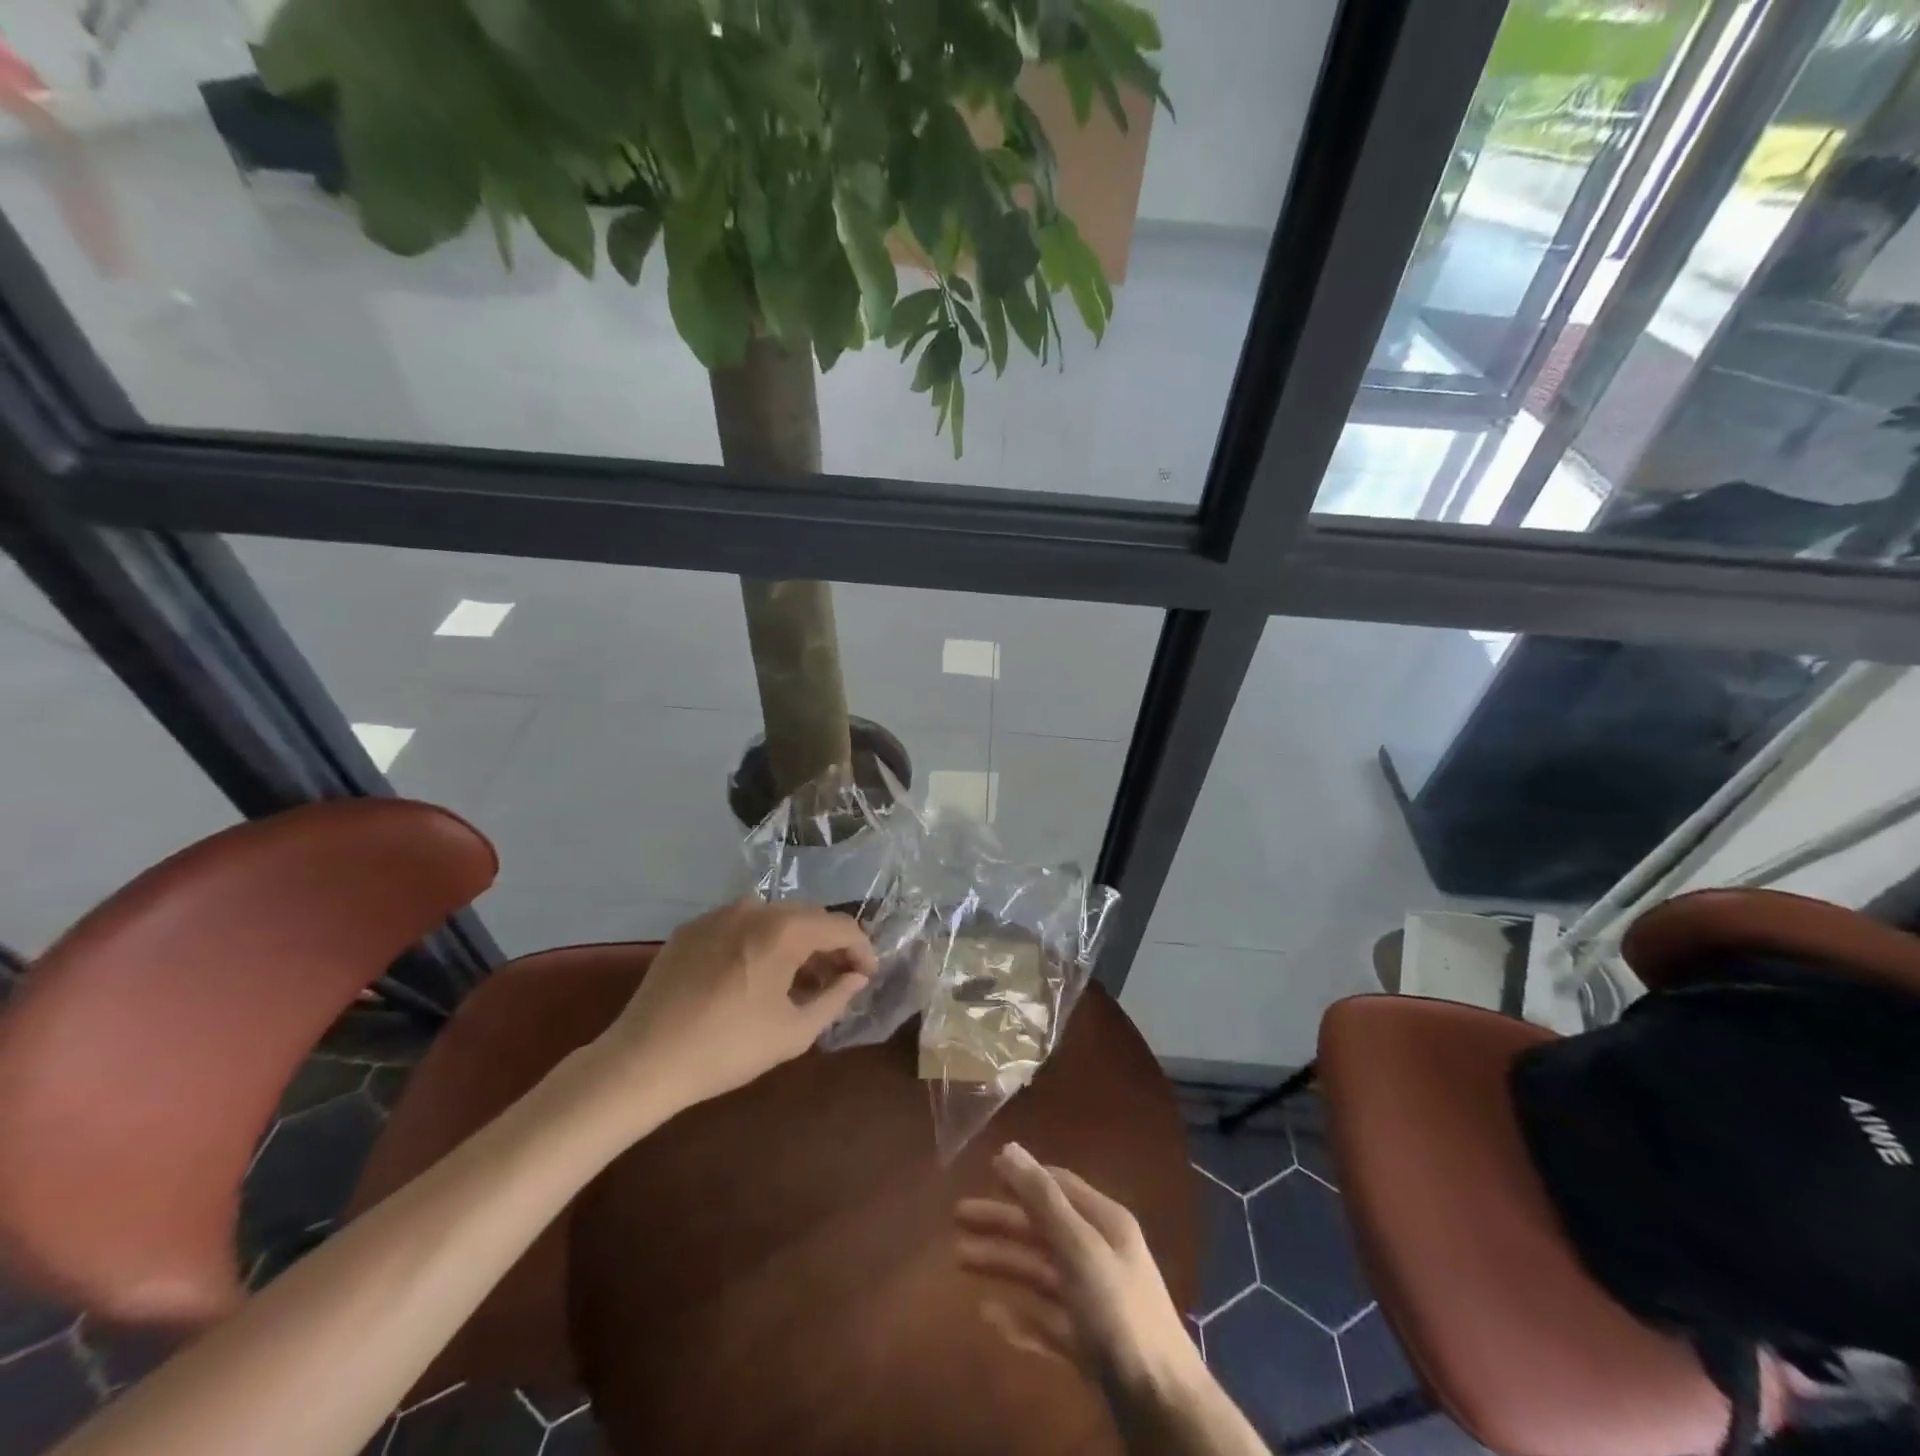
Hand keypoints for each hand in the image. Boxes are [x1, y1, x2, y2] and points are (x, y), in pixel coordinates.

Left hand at [588, 899, 876, 1112]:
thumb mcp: (794, 1031)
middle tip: (837, 981)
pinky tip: (755, 978)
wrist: (642, 1061)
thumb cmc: (727, 1049)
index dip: (862, 950)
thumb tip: (856, 978)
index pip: (841, 926)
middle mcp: (754, 908)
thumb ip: (835, 998)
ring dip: (795, 944)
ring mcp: (718, 914)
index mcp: (784, 929)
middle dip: (829, 946)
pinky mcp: (691, 928)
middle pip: (808, 917)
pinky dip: (760, 944)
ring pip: (774, 919)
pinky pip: (741, 926)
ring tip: (798, 982)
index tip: (867, 977)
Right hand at [955, 1143, 1202, 1397]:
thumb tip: (1009, 1148)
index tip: (985, 1171)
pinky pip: (1044, 1320)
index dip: (1024, 1177)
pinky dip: (1017, 1314)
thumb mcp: (1079, 1246)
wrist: (1162, 1408)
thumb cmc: (1119, 1312)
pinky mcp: (1087, 1344)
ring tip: (960, 1259)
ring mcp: (1093, 1302)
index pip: (1059, 1186)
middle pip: (1042, 1229)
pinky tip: (988, 1314)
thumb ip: (1043, 1199)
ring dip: (1002, 1262)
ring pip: (1038, 1272)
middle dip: (1001, 1221)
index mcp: (1104, 1224)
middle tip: (958, 1217)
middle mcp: (1099, 1255)